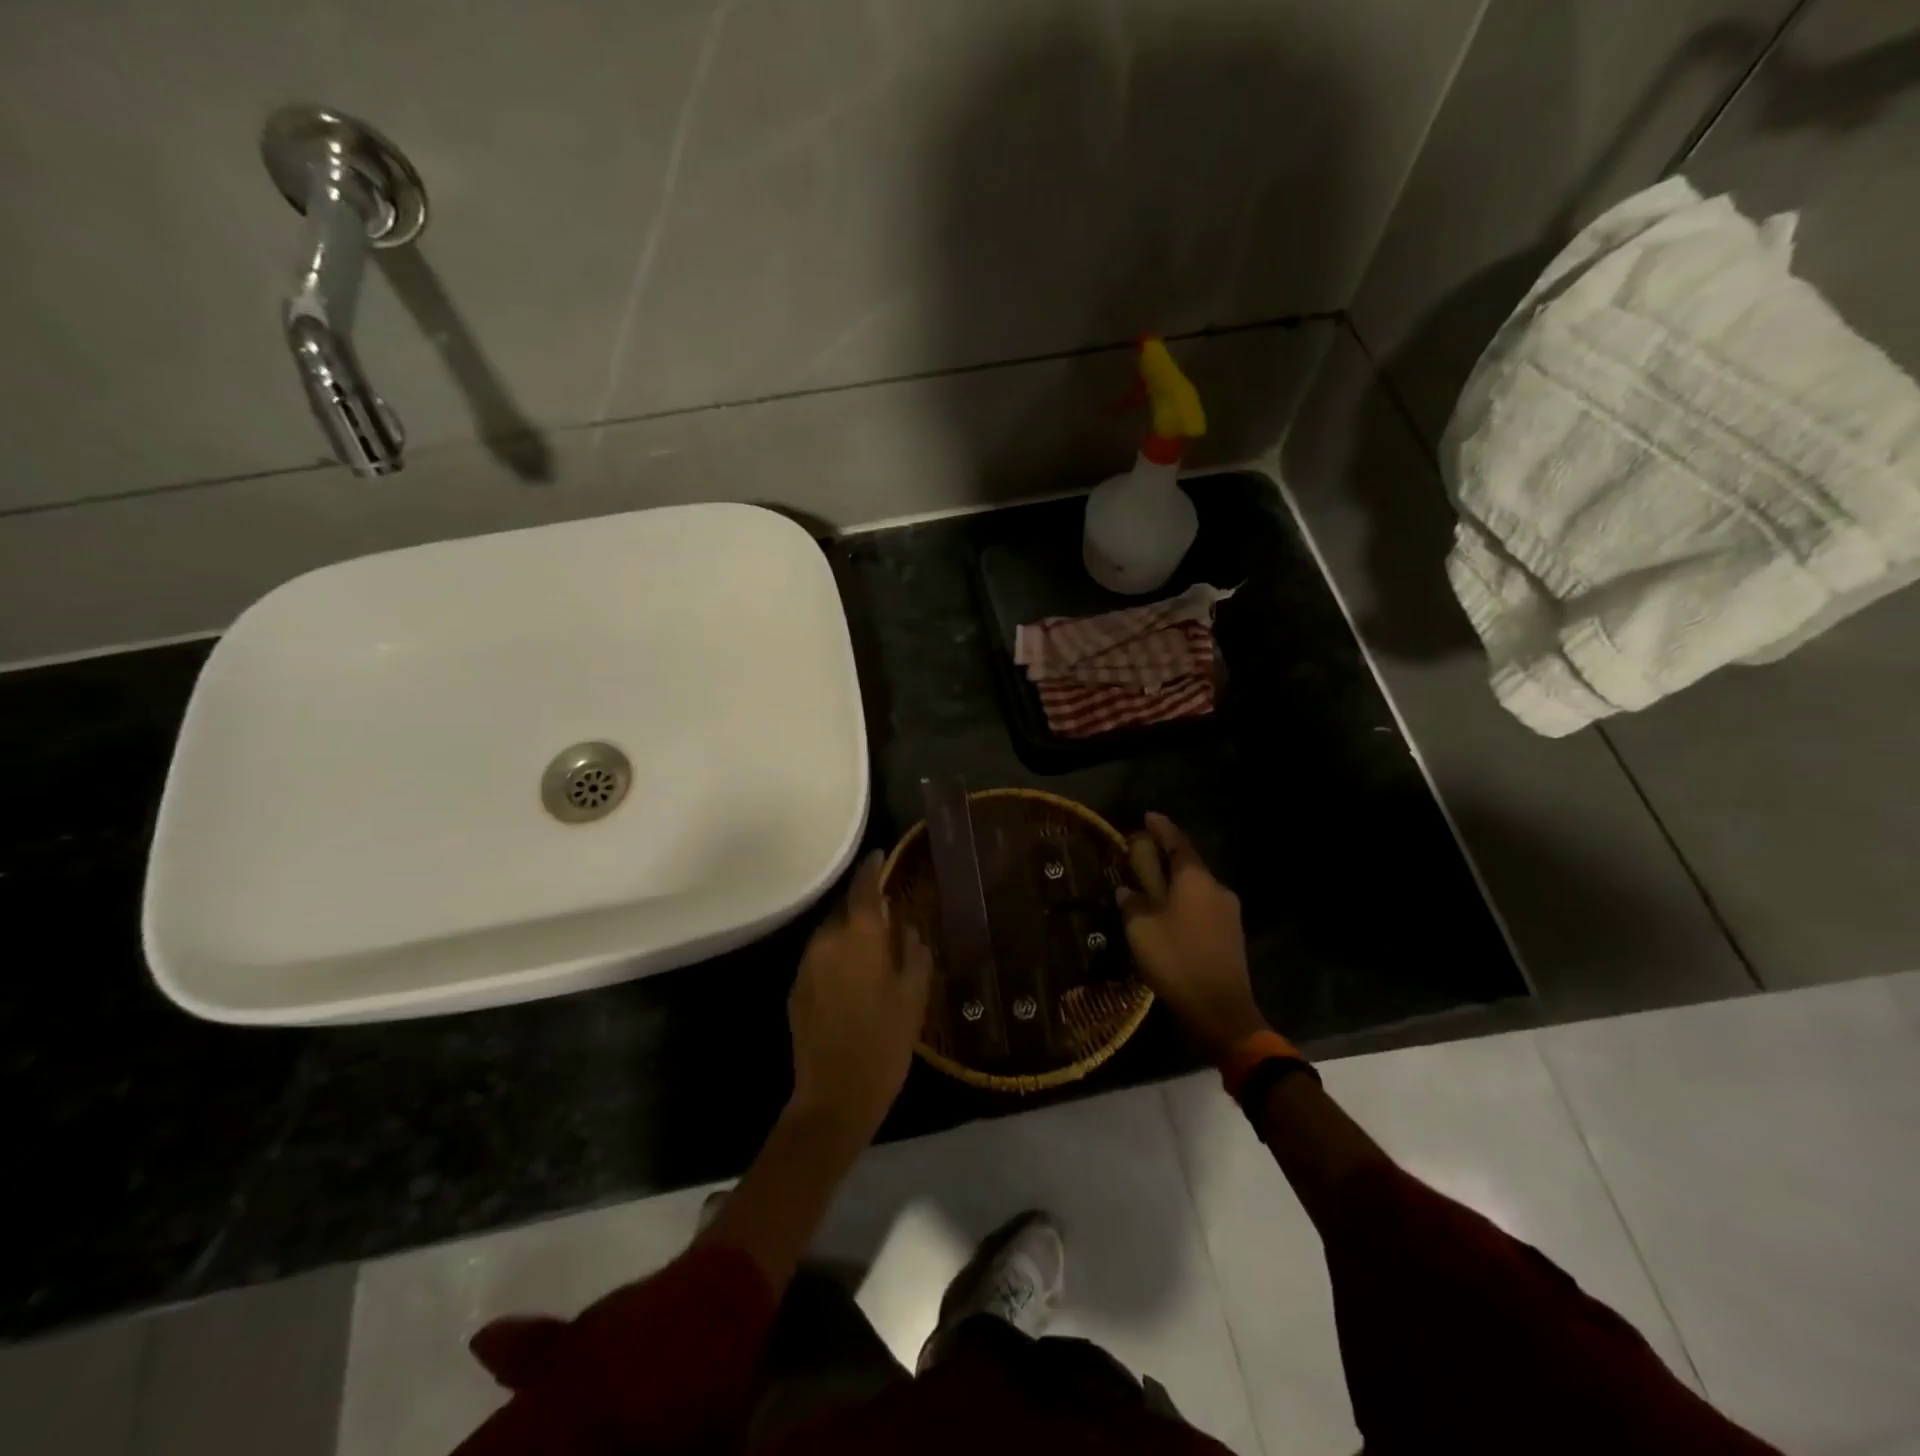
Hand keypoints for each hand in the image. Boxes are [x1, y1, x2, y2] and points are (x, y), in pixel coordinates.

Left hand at [787, 851, 933, 1144]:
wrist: (835, 1095)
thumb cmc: (885, 1042)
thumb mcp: (914, 996)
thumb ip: (914, 952)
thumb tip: (907, 928)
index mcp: (859, 936)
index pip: (864, 887)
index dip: (873, 867)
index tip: (881, 855)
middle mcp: (827, 940)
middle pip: (845, 909)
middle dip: (864, 907)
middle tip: (888, 915)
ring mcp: (807, 964)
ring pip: (830, 934)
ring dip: (850, 933)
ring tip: (873, 948)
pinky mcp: (796, 988)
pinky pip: (820, 958)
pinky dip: (836, 957)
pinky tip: (853, 977)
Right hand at [1118, 813, 1269, 1058]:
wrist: (1221, 1010)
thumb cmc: (1176, 960)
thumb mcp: (1141, 930)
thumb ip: (1133, 904)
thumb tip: (1127, 891)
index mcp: (1195, 880)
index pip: (1177, 843)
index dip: (1162, 829)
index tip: (1148, 816)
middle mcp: (1216, 888)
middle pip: (1188, 864)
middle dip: (1166, 858)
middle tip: (1142, 856)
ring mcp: (1228, 913)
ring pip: (1196, 888)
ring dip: (1174, 885)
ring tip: (1151, 889)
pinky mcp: (1231, 935)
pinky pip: (1203, 908)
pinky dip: (1184, 905)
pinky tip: (1168, 917)